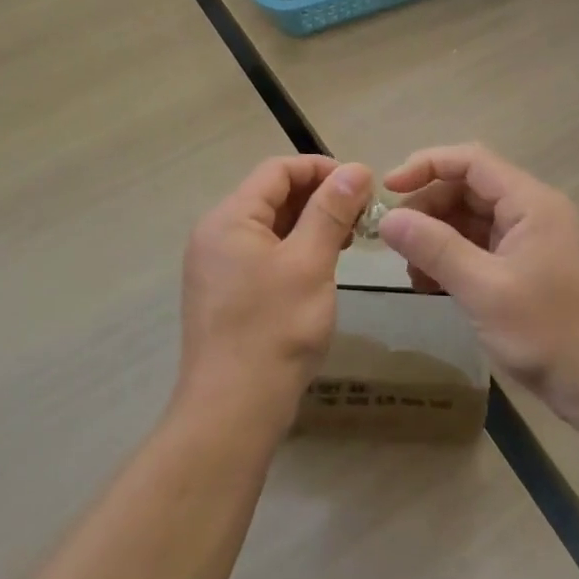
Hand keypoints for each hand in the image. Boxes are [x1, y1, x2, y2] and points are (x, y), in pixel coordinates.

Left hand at [177, 155, 374, 438]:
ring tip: (348, 240)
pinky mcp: (226, 292)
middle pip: (271, 195)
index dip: (321, 169)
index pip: (278, 170)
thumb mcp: (310, 263)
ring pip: (270, 226)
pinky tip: (322, 266)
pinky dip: (295, 250)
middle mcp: (216, 234)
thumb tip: (356, 169)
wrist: (233, 409)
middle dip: (318, 197)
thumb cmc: (275, 329)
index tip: (362, 186)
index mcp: (230, 218)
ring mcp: (218, 266)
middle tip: (361, 216)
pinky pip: (263, 253)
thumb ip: (331, 211)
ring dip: (310, 224)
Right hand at [379, 144, 578, 427]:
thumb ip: (434, 248)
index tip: (388, 189)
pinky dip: (453, 260)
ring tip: (414, 273)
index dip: (425, 166)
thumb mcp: (483, 289)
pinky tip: (433, 286)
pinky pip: (480, 248)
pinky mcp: (527, 268)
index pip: (471, 160)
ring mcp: (530, 241)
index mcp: (530, 202)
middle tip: (396, 242)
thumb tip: (387, 218)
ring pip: (471, 220)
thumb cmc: (548, 332)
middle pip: (468, 188)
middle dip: (428, 209)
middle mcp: (532, 211)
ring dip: (437, 238)